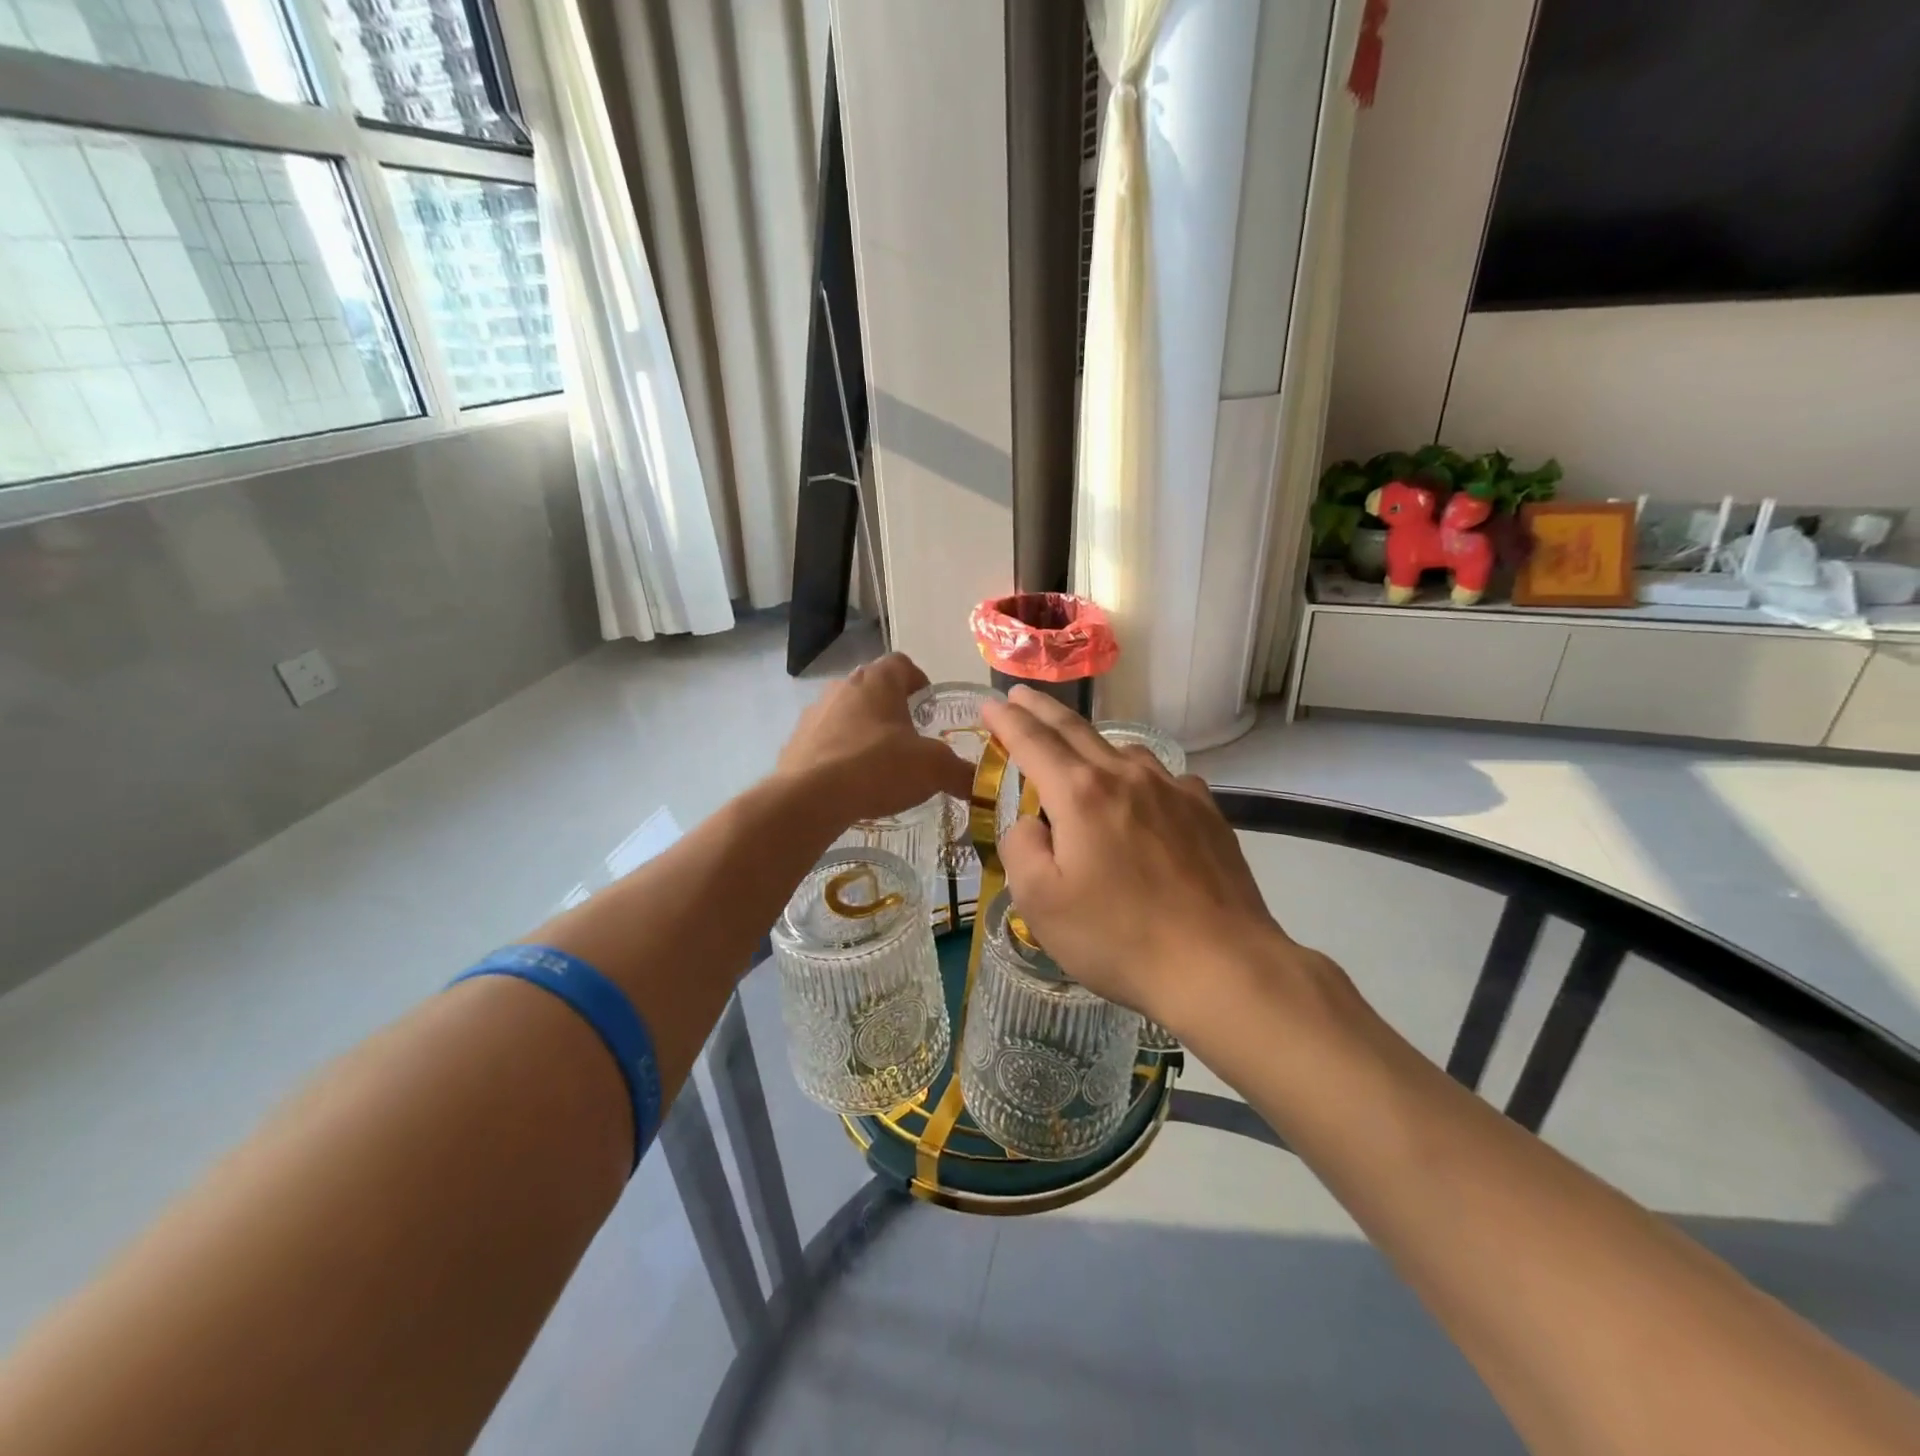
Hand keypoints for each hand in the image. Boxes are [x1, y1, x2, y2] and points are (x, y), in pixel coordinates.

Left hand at [777, 654, 973, 828]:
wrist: (809, 798)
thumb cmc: (878, 767)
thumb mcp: (933, 770)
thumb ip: (961, 773)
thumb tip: (980, 785)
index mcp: (878, 681)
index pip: (902, 664)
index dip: (919, 681)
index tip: (928, 706)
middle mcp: (843, 686)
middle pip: (873, 688)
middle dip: (892, 710)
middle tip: (911, 738)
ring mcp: (814, 713)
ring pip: (847, 714)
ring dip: (864, 731)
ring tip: (880, 764)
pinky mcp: (795, 742)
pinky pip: (825, 741)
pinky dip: (840, 754)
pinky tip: (851, 783)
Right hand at [979, 688, 1301, 1032]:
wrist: (1220, 964)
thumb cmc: (1118, 938)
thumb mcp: (1040, 903)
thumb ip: (1021, 848)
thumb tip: (1032, 823)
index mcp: (1080, 794)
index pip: (1032, 741)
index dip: (1006, 720)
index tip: (989, 704)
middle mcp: (1126, 776)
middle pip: (1076, 730)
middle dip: (1042, 710)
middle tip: (1021, 695)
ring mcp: (1173, 789)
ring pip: (1122, 751)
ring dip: (1091, 744)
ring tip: (1078, 755)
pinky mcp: (1206, 810)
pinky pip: (1161, 778)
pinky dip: (1137, 777)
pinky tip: (1141, 798)